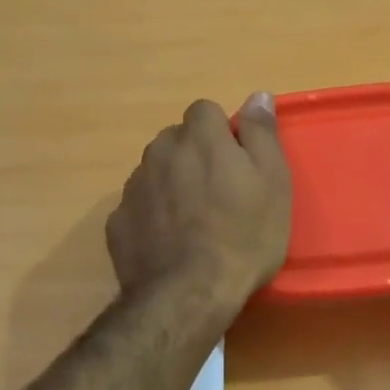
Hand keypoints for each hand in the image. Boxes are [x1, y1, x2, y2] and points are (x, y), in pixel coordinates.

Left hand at [107, 95, 292, 312]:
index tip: (237, 163)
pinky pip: (138, 206)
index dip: (221, 133)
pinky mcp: (117, 221)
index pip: (205, 111)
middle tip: (218, 194)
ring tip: (193, 222)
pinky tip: (169, 243)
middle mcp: (159, 152)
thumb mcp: (273, 182)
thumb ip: (262, 133)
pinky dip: (151, 216)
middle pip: (177, 140)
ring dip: (171, 184)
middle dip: (194, 156)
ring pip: (155, 171)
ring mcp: (133, 187)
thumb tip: (258, 96)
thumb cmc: (243, 236)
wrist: (189, 294)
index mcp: (199, 138)